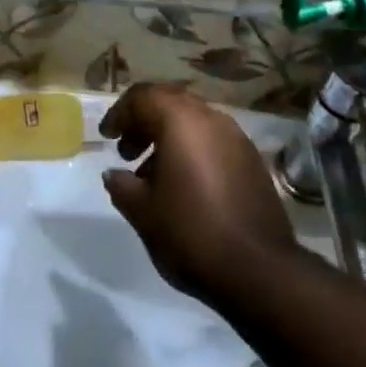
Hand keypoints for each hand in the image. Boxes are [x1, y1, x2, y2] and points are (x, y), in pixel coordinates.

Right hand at [101, 82, 297, 305]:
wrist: (258, 270)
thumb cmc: (190, 232)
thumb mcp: (142, 211)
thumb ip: (121, 185)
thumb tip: (114, 174)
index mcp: (181, 121)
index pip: (143, 96)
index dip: (120, 113)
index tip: (107, 137)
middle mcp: (211, 118)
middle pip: (170, 103)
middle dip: (144, 122)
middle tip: (126, 152)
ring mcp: (237, 138)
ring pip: (194, 122)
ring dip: (168, 138)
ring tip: (151, 175)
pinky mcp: (252, 161)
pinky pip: (213, 141)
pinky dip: (192, 152)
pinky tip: (183, 187)